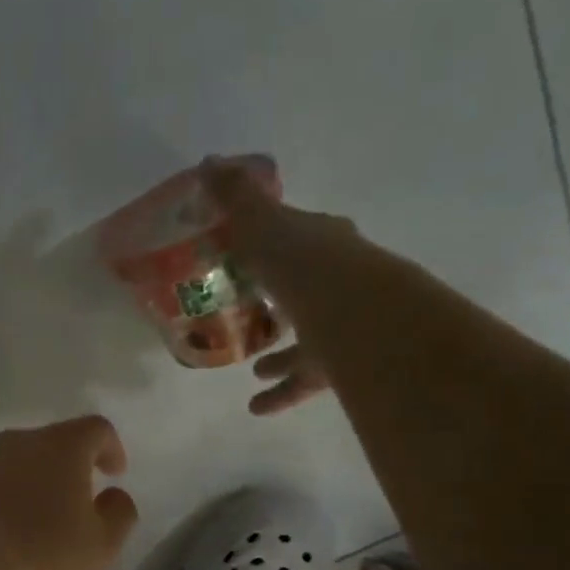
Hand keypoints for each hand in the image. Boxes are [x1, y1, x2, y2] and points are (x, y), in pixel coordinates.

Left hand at [0, 415, 139, 569]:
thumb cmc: (44, 561)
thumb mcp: (101, 546)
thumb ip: (118, 513)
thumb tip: (112, 495)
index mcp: (60, 447)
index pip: (95, 429)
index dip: (110, 448)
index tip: (114, 474)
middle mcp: (15, 445)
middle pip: (49, 444)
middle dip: (66, 468)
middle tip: (76, 503)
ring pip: (12, 466)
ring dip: (28, 486)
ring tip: (35, 526)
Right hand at [202, 158, 356, 415]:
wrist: (359, 319)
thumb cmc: (306, 266)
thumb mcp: (264, 225)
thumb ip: (236, 199)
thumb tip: (210, 162)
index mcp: (324, 245)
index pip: (303, 237)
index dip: (279, 242)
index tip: (253, 252)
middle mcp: (341, 283)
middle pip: (309, 291)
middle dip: (284, 302)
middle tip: (255, 313)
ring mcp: (345, 327)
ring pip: (310, 342)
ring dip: (281, 357)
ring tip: (253, 370)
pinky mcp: (343, 367)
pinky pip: (307, 381)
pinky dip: (282, 393)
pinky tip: (256, 407)